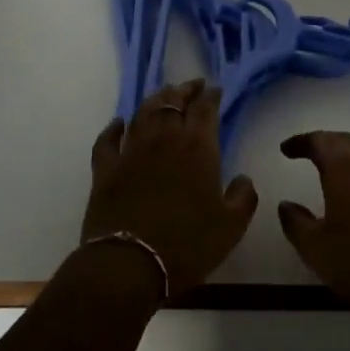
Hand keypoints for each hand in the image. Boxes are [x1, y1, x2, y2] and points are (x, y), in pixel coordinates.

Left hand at [82, 79, 258, 295]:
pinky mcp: (105, 169)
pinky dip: (114, 128)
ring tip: (164, 95)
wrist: (130, 265)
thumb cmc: (187, 245)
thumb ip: (243, 197)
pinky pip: (107, 139)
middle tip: (193, 85)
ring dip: (156, 100)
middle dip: (185, 90)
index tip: (215, 89)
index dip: (211, 96)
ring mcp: (130, 152)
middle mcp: (163, 140)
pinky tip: (119, 123)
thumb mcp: (230, 226)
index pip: (205, 110)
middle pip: (173, 103)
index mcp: (197, 148)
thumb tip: (243, 179)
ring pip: (143, 113)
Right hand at [275, 131, 349, 315]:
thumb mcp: (317, 250)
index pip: (319, 141)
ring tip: (344, 161)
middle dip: (327, 142)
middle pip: (347, 139)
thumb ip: (296, 223)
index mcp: (344, 167)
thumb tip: (285, 204)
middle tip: (312, 152)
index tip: (287, 149)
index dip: (301, 142)